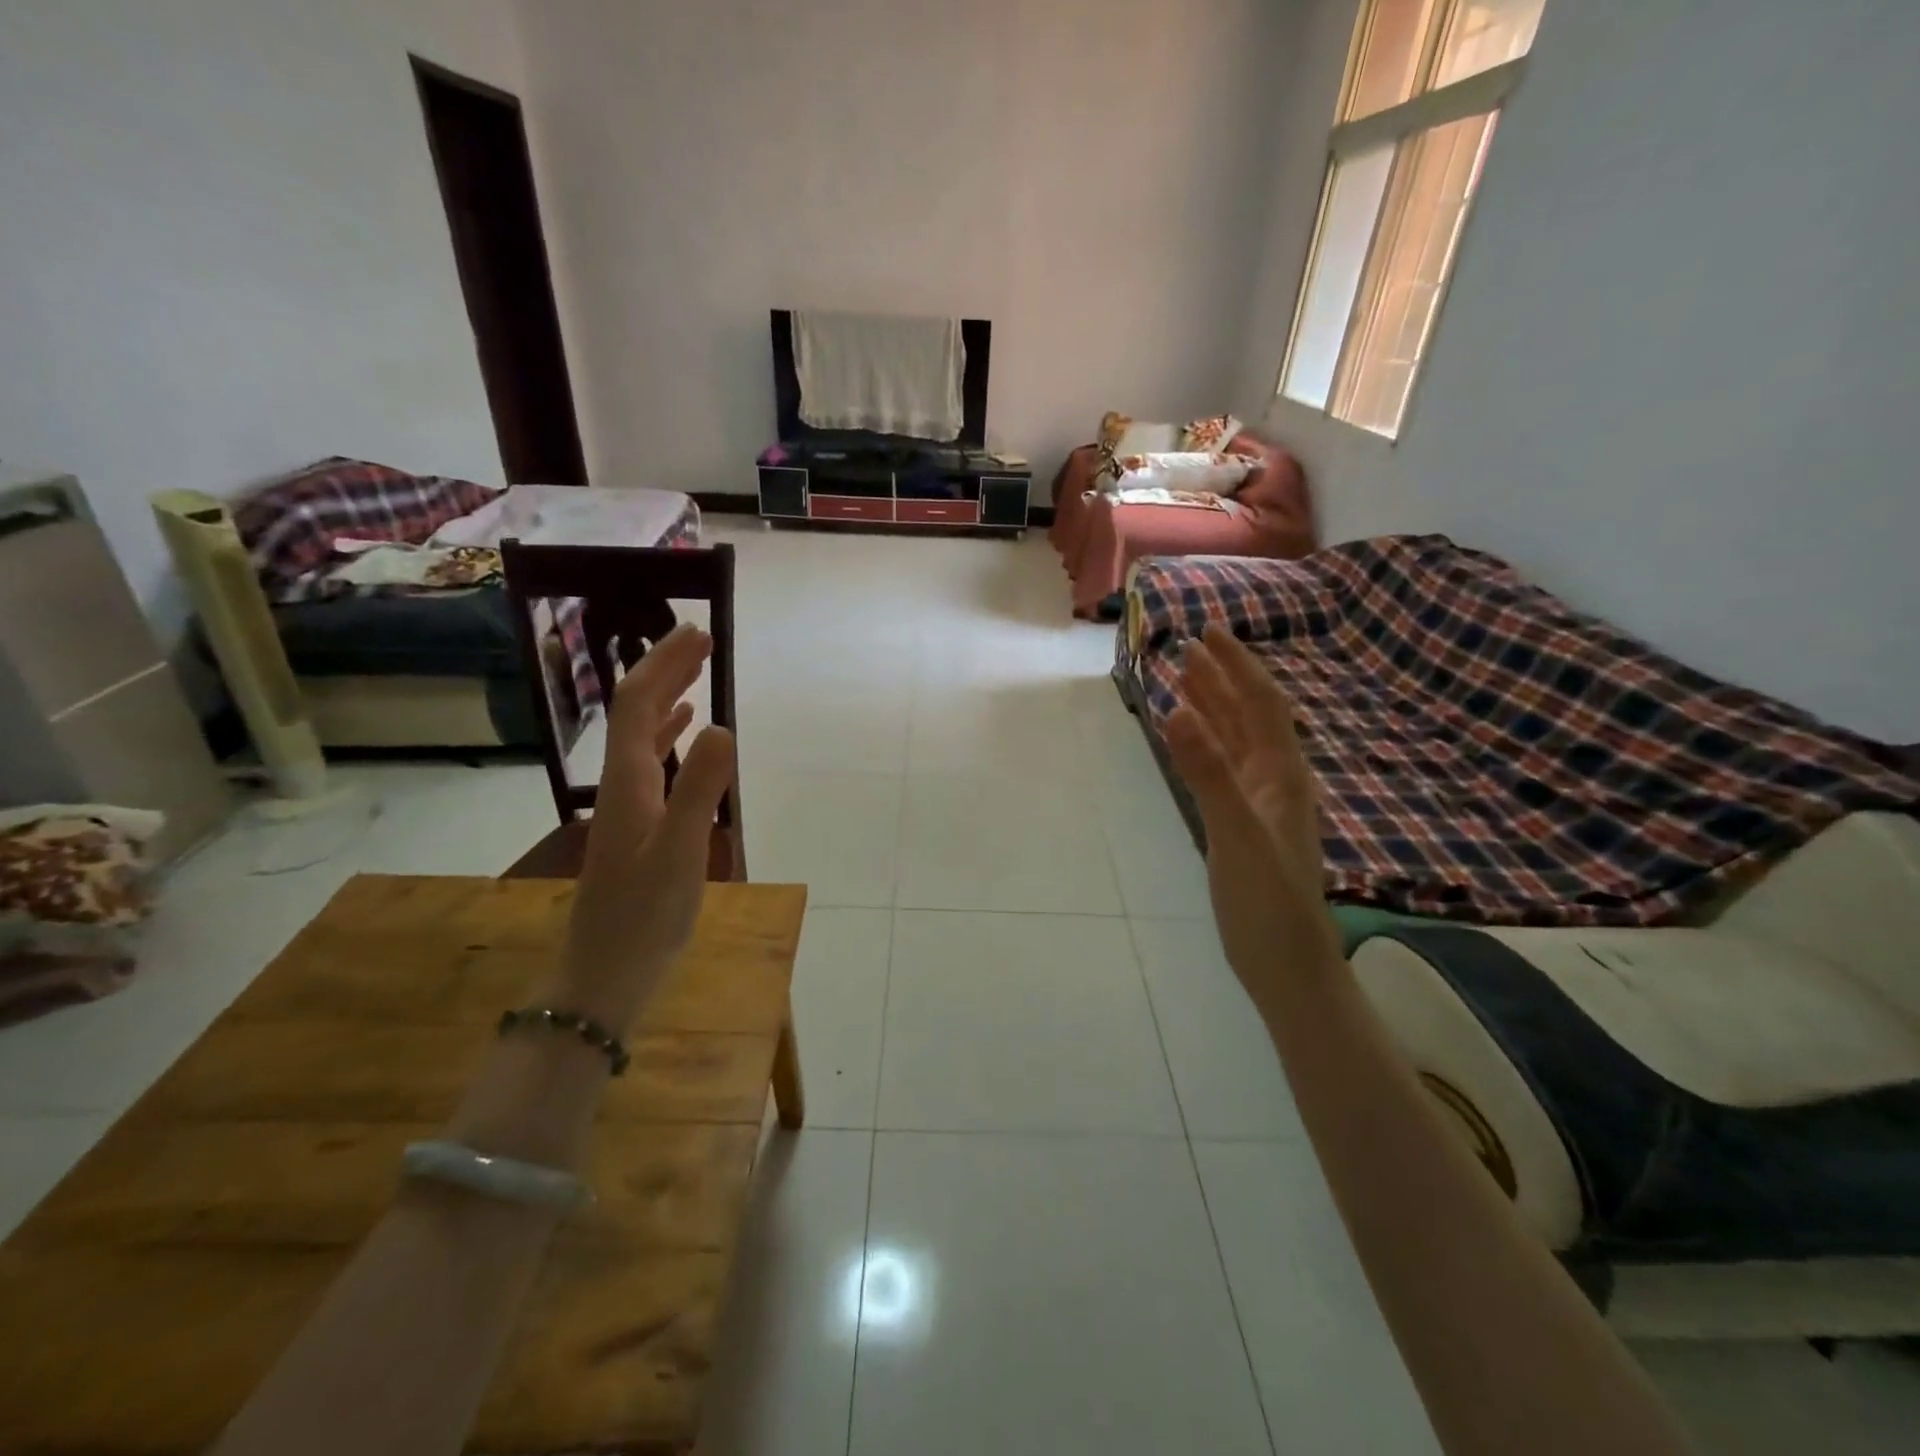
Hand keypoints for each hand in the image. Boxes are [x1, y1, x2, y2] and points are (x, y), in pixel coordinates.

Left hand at [559, 623, 735, 1031]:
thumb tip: (722, 725)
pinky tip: (685, 734)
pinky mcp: (636, 825)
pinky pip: (652, 763)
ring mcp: (626, 805)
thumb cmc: (645, 917)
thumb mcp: (681, 854)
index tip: (697, 633)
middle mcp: (622, 783)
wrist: (605, 974)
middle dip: (665, 669)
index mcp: (629, 781)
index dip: (665, 664)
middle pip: (636, 711)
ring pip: (643, 734)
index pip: (640, 704)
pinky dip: (668, 736)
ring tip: (697, 673)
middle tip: (701, 640)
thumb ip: (701, 790)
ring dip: (668, 697)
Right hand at [1163, 625, 1341, 993]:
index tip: (1209, 631)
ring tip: (1183, 679)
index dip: (1237, 665)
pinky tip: (1188, 740)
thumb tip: (1177, 708)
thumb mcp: (1237, 833)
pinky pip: (1221, 768)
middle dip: (1221, 678)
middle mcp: (1274, 779)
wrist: (1287, 964)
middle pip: (1248, 715)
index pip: (1261, 703)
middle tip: (1188, 646)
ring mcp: (1258, 803)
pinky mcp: (1241, 824)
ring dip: (1211, 706)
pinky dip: (1202, 744)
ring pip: (1234, 740)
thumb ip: (1207, 771)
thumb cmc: (1268, 901)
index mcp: (1281, 774)